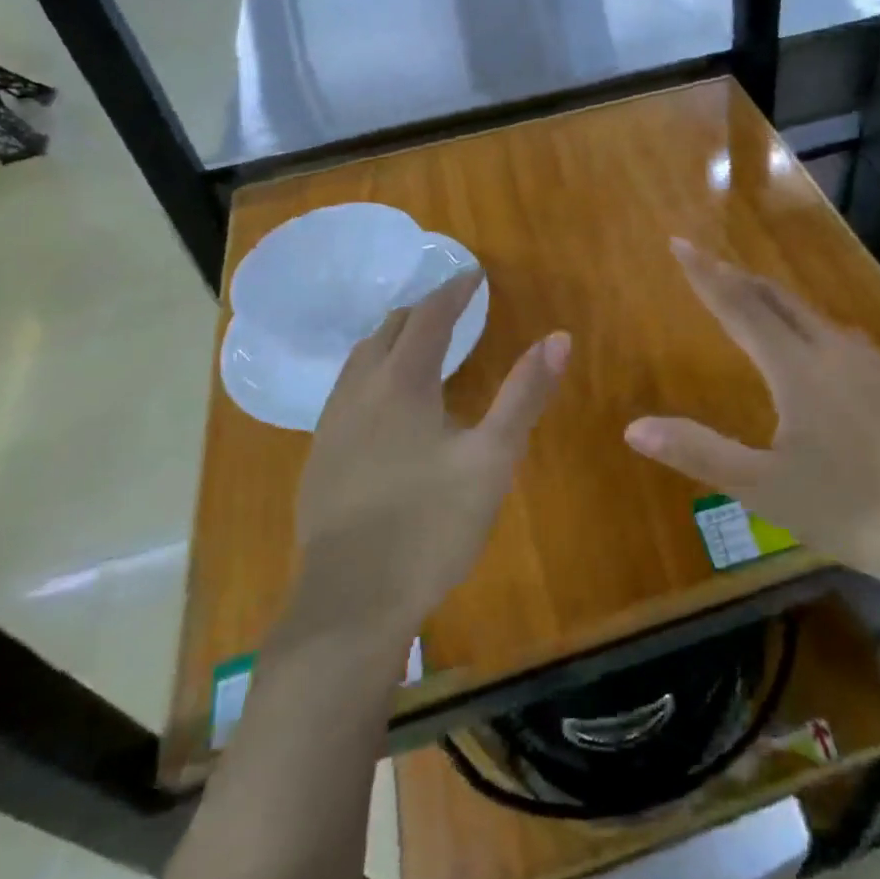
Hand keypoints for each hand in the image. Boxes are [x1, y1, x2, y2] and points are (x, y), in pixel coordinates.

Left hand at [286, 271, 569, 646]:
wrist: (350, 603)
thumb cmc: (431, 525)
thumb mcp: (493, 458)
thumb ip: (525, 394)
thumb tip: (559, 337)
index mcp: (402, 383)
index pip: (430, 316)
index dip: (455, 290)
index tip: (475, 275)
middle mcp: (360, 391)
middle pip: (389, 329)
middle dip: (422, 308)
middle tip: (453, 304)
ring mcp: (332, 424)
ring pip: (360, 358)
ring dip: (392, 337)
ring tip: (418, 341)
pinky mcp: (320, 456)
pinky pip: (347, 389)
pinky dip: (372, 370)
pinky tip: (384, 401)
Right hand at [623, 239, 879, 586]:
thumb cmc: (850, 509)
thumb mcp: (764, 489)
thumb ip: (699, 452)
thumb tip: (633, 428)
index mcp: (798, 368)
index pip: (740, 306)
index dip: (706, 275)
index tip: (679, 243)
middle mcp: (833, 350)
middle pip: (776, 298)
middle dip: (736, 277)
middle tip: (705, 263)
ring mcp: (868, 363)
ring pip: (809, 313)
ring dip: (771, 298)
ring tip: (747, 296)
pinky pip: (834, 333)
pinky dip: (802, 322)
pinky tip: (808, 342)